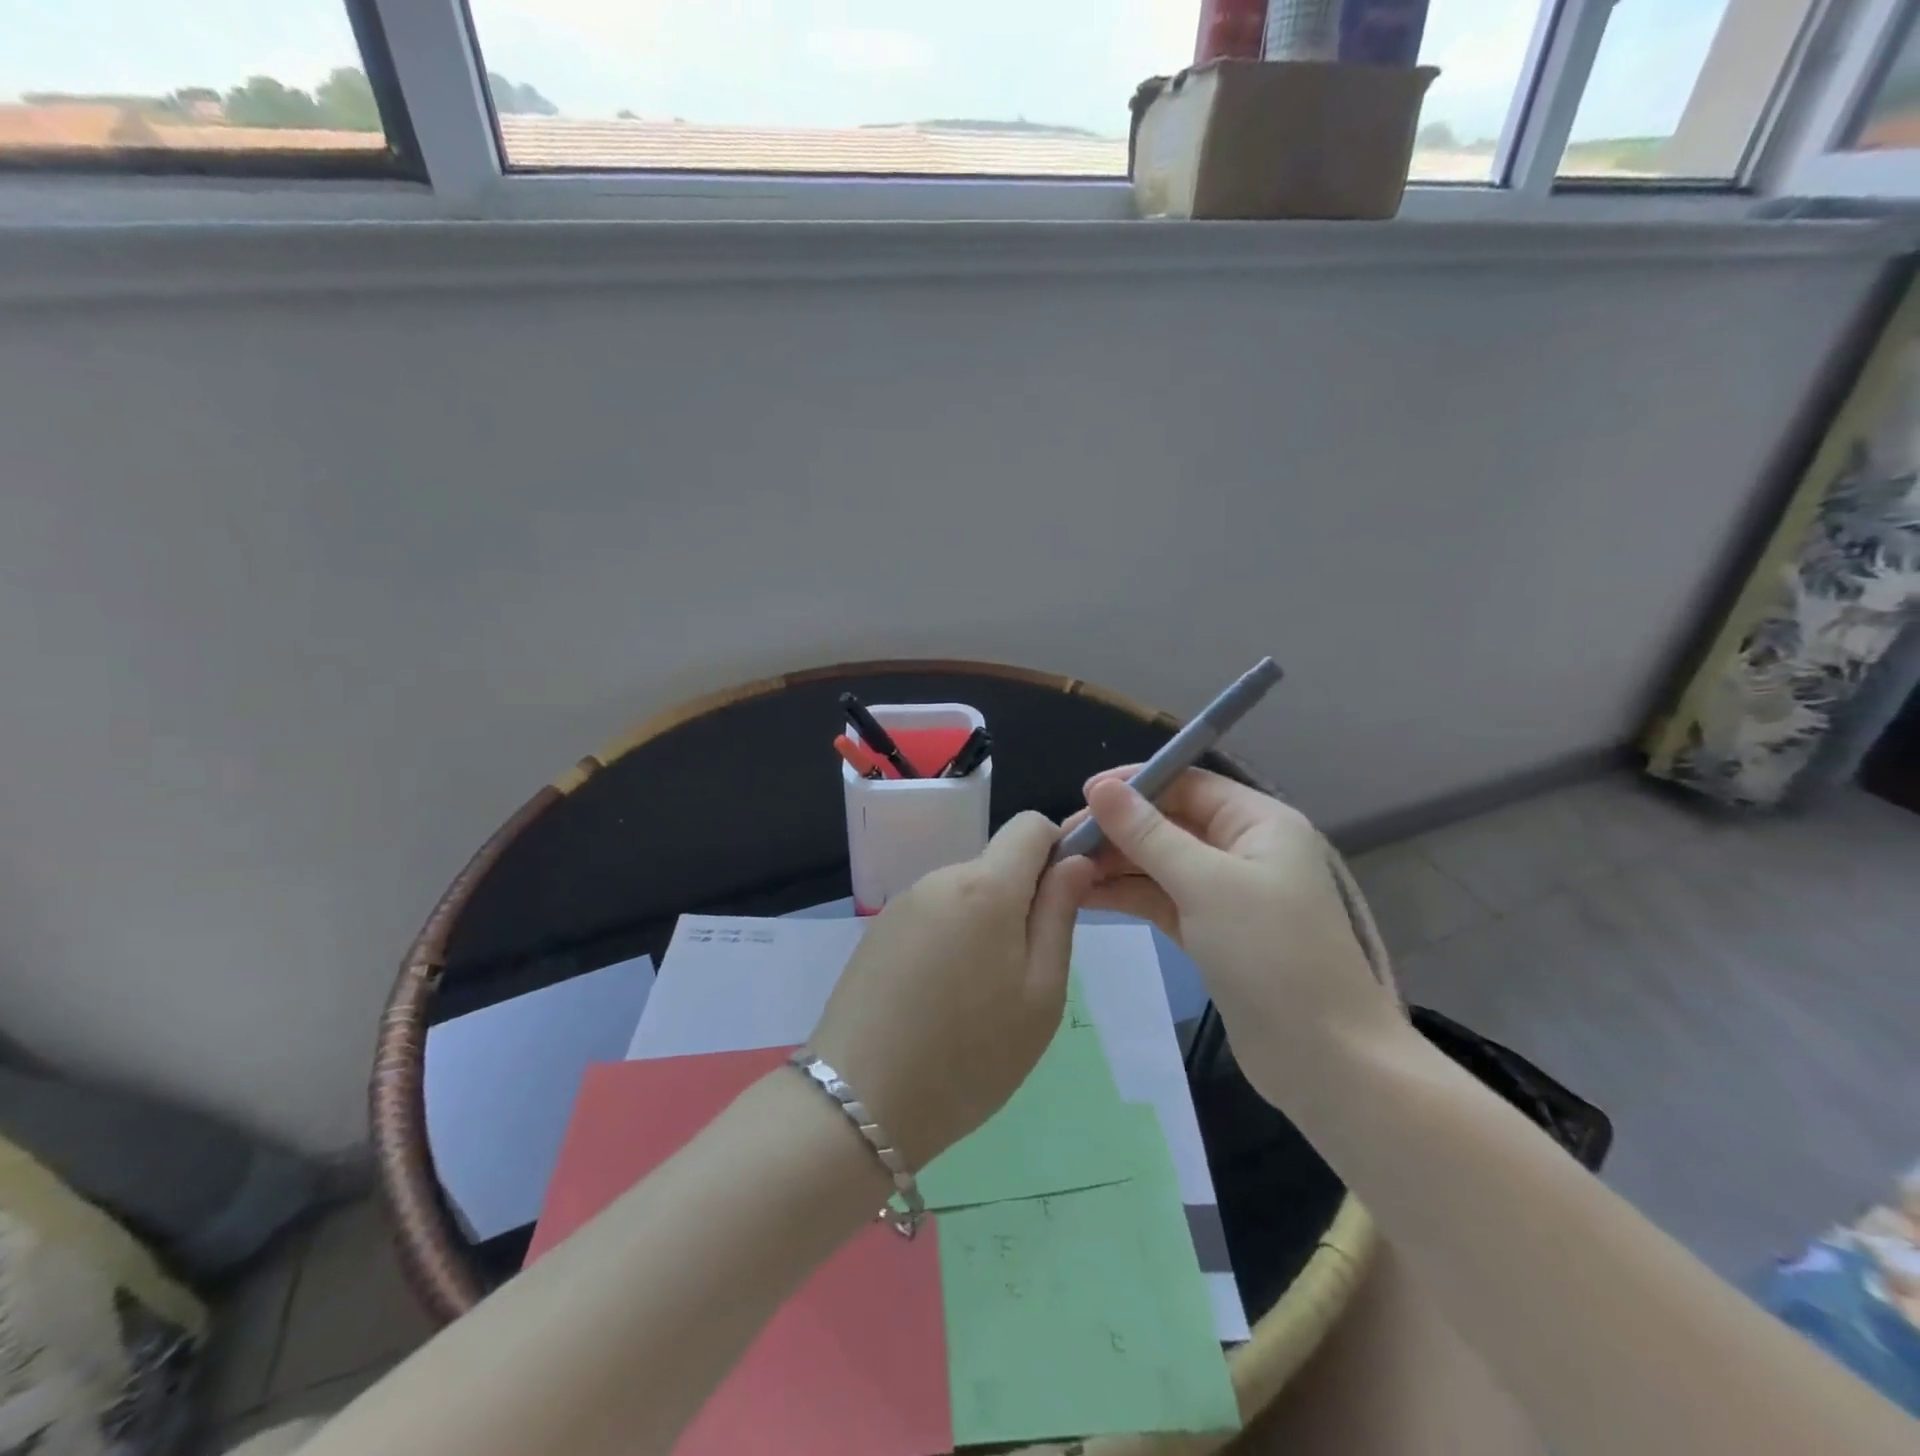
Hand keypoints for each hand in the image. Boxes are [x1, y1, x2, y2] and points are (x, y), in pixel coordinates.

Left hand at [807, 812, 1096, 1169]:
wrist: (859, 1104)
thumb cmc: (970, 1056)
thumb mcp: (1040, 994)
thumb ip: (1059, 915)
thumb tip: (1074, 861)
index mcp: (985, 886)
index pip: (1031, 825)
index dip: (1056, 851)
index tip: (1062, 903)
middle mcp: (939, 878)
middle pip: (997, 864)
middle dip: (1020, 902)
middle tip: (1022, 976)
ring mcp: (903, 904)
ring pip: (965, 894)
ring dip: (985, 926)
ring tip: (978, 998)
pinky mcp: (879, 931)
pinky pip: (933, 917)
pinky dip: (951, 941)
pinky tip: (939, 1001)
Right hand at [1069, 768, 1403, 1102]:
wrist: (1323, 1061)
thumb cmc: (1270, 955)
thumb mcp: (1205, 884)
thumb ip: (1148, 834)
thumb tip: (1100, 788)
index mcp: (1258, 823)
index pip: (1187, 784)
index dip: (1135, 785)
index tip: (1083, 797)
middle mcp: (1243, 849)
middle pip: (1169, 822)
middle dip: (1118, 829)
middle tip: (1063, 845)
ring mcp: (1227, 893)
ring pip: (1161, 863)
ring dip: (1116, 864)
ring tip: (1064, 872)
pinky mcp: (1212, 931)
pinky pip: (1162, 898)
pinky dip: (1128, 895)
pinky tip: (1085, 896)